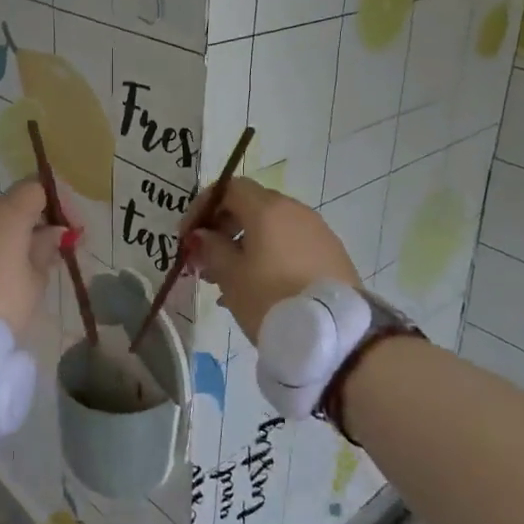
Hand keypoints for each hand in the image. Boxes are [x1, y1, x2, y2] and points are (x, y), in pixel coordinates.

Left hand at [0, 179, 66, 331]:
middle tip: (44, 255)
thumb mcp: (34, 283)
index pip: (36, 188)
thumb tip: (52, 232)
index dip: (56, 204)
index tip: (68, 231)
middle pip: (9, 205)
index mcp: (6, 212)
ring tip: (12, 272)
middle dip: (29, 224)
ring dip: (1, 237)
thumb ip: (45, 250)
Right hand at [184, 178, 360, 341]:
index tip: (187, 236)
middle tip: (204, 260)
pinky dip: (269, 256)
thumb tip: (203, 235)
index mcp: (268, 208)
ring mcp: (317, 231)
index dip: (203, 206)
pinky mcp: (331, 254)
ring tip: (227, 281)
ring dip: (245, 245)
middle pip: (251, 206)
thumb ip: (211, 248)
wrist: (336, 335)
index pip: (228, 188)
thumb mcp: (231, 276)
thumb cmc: (271, 299)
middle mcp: (295, 210)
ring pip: (271, 228)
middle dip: (222, 228)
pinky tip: (257, 289)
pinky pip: (291, 245)